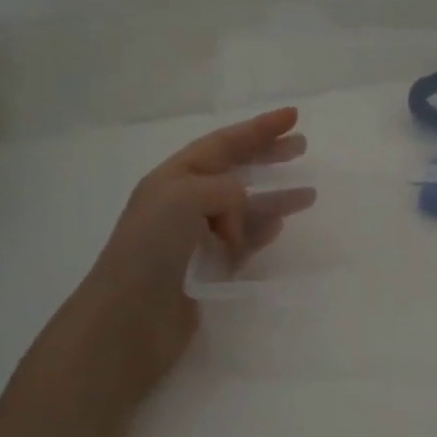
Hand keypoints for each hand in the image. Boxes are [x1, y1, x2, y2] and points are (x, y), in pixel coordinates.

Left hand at [21, 108, 310, 405]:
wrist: (127, 320)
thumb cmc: (151, 249)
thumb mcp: (184, 197)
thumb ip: (225, 191)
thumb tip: (244, 215)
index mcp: (174, 178)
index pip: (224, 144)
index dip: (259, 129)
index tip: (294, 116)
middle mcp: (184, 203)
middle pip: (235, 171)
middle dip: (267, 156)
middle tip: (302, 148)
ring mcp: (195, 238)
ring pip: (244, 209)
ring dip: (275, 197)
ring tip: (309, 194)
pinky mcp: (206, 270)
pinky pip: (242, 243)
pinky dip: (261, 232)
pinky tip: (279, 226)